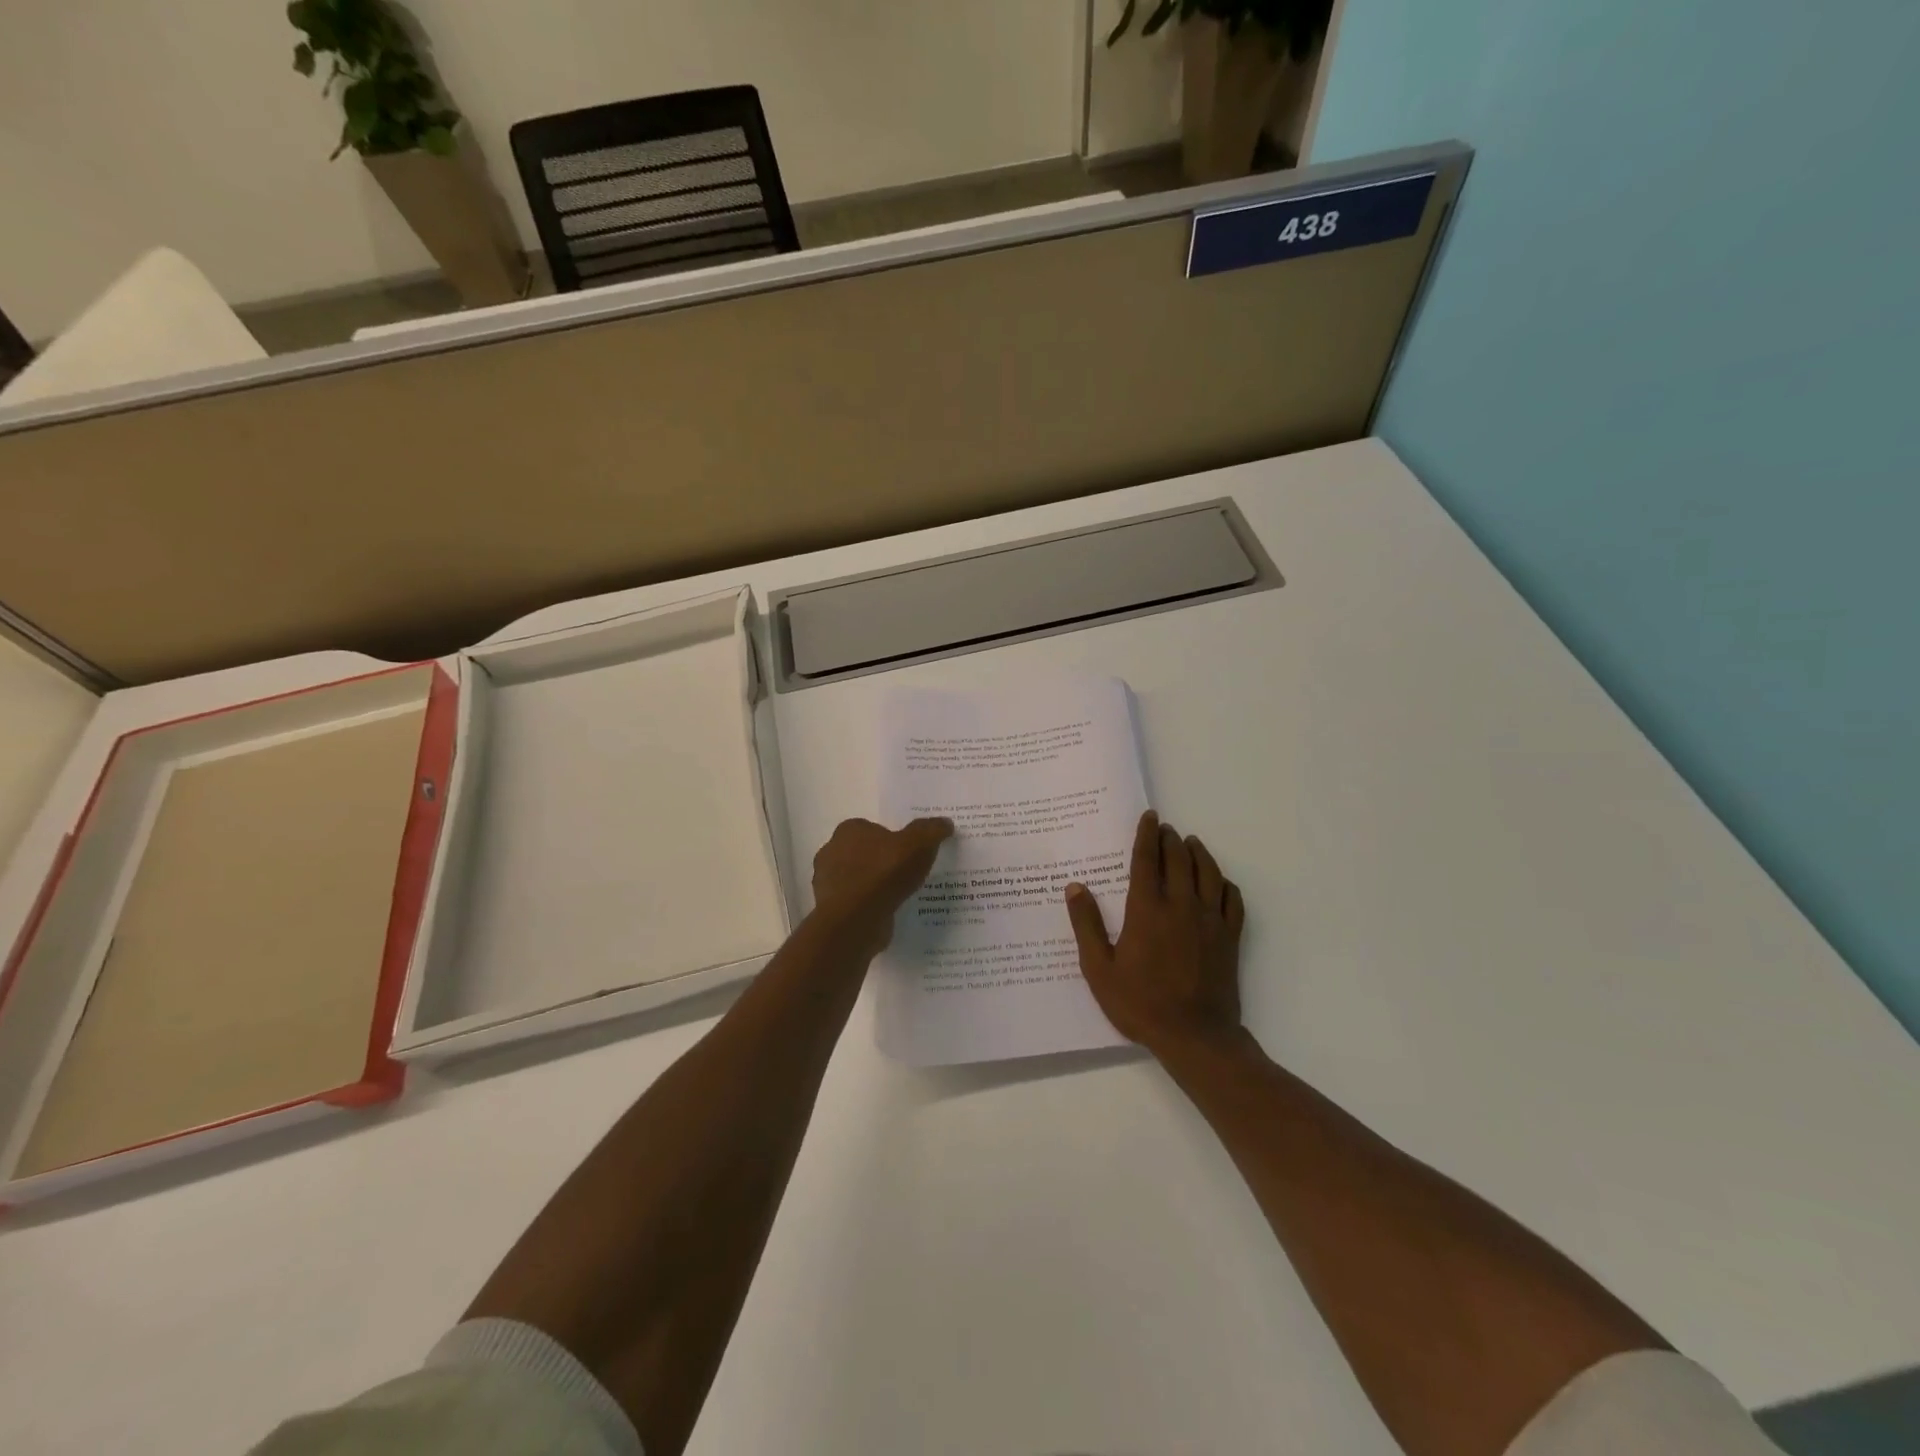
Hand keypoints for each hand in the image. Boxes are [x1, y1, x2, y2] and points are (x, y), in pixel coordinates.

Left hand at [811, 817, 954, 954]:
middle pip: (864, 853)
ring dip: (875, 886)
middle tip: (907, 873)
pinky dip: (869, 906)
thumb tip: (945, 823)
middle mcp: (832, 852)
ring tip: (901, 896)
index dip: (891, 839)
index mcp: (849, 830)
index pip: (872, 829)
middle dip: (881, 862)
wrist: (856, 920)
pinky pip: (856, 903)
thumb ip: (931, 831)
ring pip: (858, 879)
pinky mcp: (831, 910)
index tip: (909, 852)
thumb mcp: (918, 844)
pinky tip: (888, 913)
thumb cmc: (884, 872)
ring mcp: (828, 883)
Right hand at [1065, 810, 1245, 1057]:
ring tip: (1191, 842)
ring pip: (1208, 873)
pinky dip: (1225, 883)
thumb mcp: (1099, 969)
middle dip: (1171, 839)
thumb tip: (1075, 887)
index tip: (1149, 817)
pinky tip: (1219, 882)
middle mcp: (1181, 905)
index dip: (1147, 835)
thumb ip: (1086, 925)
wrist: (1195, 1037)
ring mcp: (1210, 920)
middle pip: (1179, 859)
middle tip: (1165, 829)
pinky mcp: (1230, 937)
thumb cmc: (1140, 1003)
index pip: (1147, 860)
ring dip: (1199, 853)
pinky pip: (1233, 899)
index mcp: (1147, 909)